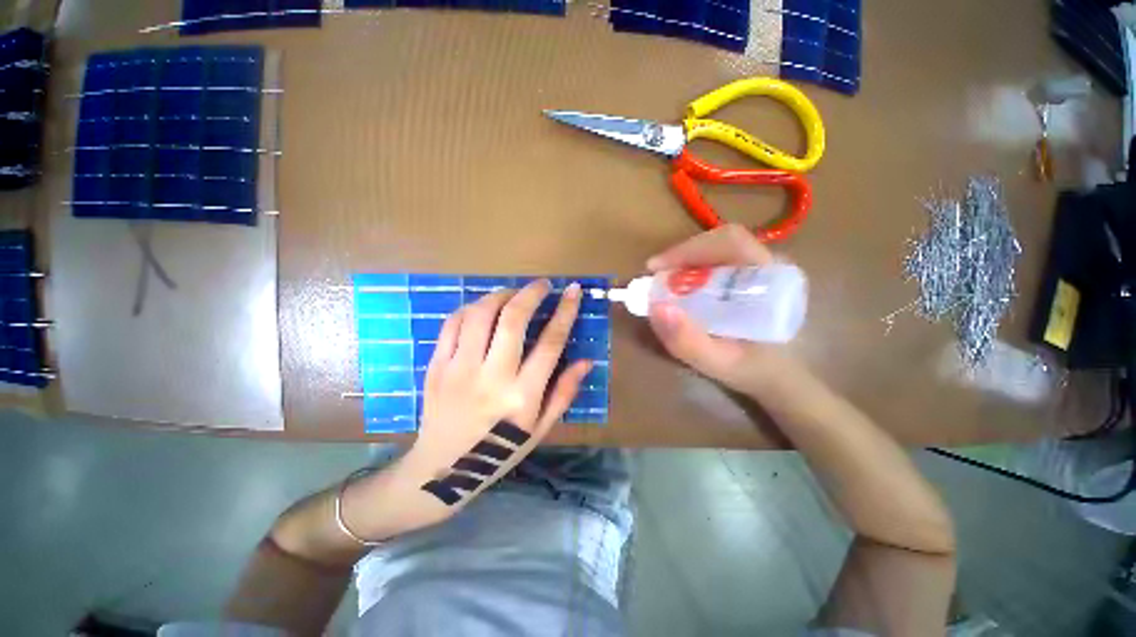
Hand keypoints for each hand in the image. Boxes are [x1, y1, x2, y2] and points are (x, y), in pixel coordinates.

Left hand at [394, 280, 590, 523]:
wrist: (442, 470)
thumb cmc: (499, 451)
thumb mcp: (540, 429)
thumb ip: (564, 393)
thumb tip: (586, 360)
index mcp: (523, 396)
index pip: (551, 342)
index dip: (565, 311)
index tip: (573, 290)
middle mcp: (492, 377)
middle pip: (512, 319)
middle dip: (531, 293)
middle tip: (542, 285)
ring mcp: (459, 369)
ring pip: (480, 314)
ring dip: (500, 295)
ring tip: (512, 294)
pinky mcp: (436, 366)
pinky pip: (452, 323)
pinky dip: (471, 307)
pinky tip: (482, 308)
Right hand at [646, 225, 801, 398]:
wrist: (781, 379)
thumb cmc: (755, 371)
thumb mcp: (718, 364)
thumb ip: (688, 341)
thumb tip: (656, 307)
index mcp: (772, 280)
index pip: (730, 243)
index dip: (688, 249)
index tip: (655, 268)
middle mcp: (770, 266)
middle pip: (721, 242)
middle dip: (682, 255)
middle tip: (655, 276)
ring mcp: (761, 269)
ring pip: (718, 249)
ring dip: (684, 262)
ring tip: (663, 283)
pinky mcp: (751, 277)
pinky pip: (717, 261)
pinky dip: (691, 270)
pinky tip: (680, 288)